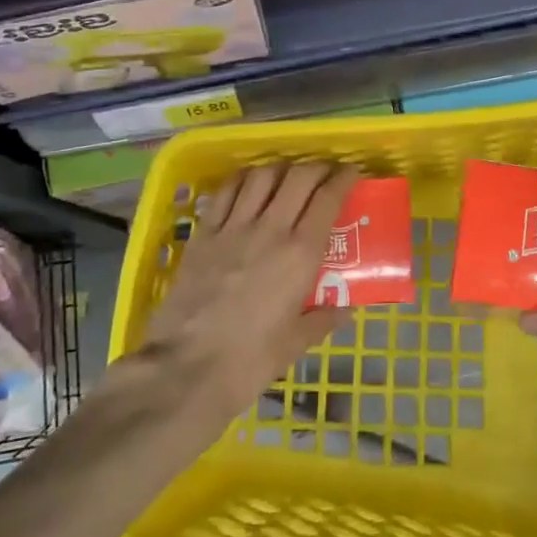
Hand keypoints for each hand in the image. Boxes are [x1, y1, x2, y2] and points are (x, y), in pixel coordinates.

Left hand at [138, 161, 358, 423]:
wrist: (185, 369)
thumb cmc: (249, 361)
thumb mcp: (295, 344)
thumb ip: (322, 320)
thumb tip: (344, 309)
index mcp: (301, 254)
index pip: (327, 199)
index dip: (343, 179)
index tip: (352, 172)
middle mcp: (271, 230)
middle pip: (298, 178)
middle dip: (317, 167)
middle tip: (325, 173)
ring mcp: (233, 228)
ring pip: (262, 176)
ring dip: (281, 168)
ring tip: (287, 175)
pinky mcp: (204, 234)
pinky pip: (226, 192)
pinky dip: (243, 179)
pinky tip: (248, 183)